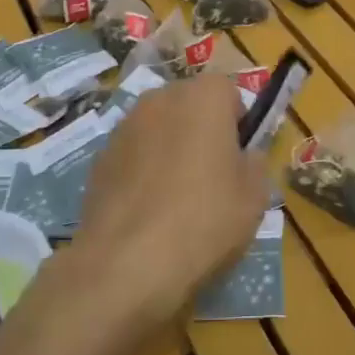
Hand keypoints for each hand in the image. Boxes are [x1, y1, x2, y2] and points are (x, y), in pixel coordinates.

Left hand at [69, 72, 266, 332]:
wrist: (127, 262)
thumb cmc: (204, 220)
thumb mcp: (254, 197)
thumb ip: (255, 163)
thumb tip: (244, 156)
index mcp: (204, 97)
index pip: (229, 92)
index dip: (238, 123)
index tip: (240, 158)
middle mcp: (161, 98)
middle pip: (190, 105)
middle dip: (201, 131)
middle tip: (212, 177)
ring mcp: (124, 125)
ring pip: (159, 128)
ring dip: (169, 149)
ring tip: (177, 198)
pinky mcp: (99, 157)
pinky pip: (133, 154)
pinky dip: (142, 171)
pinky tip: (148, 211)